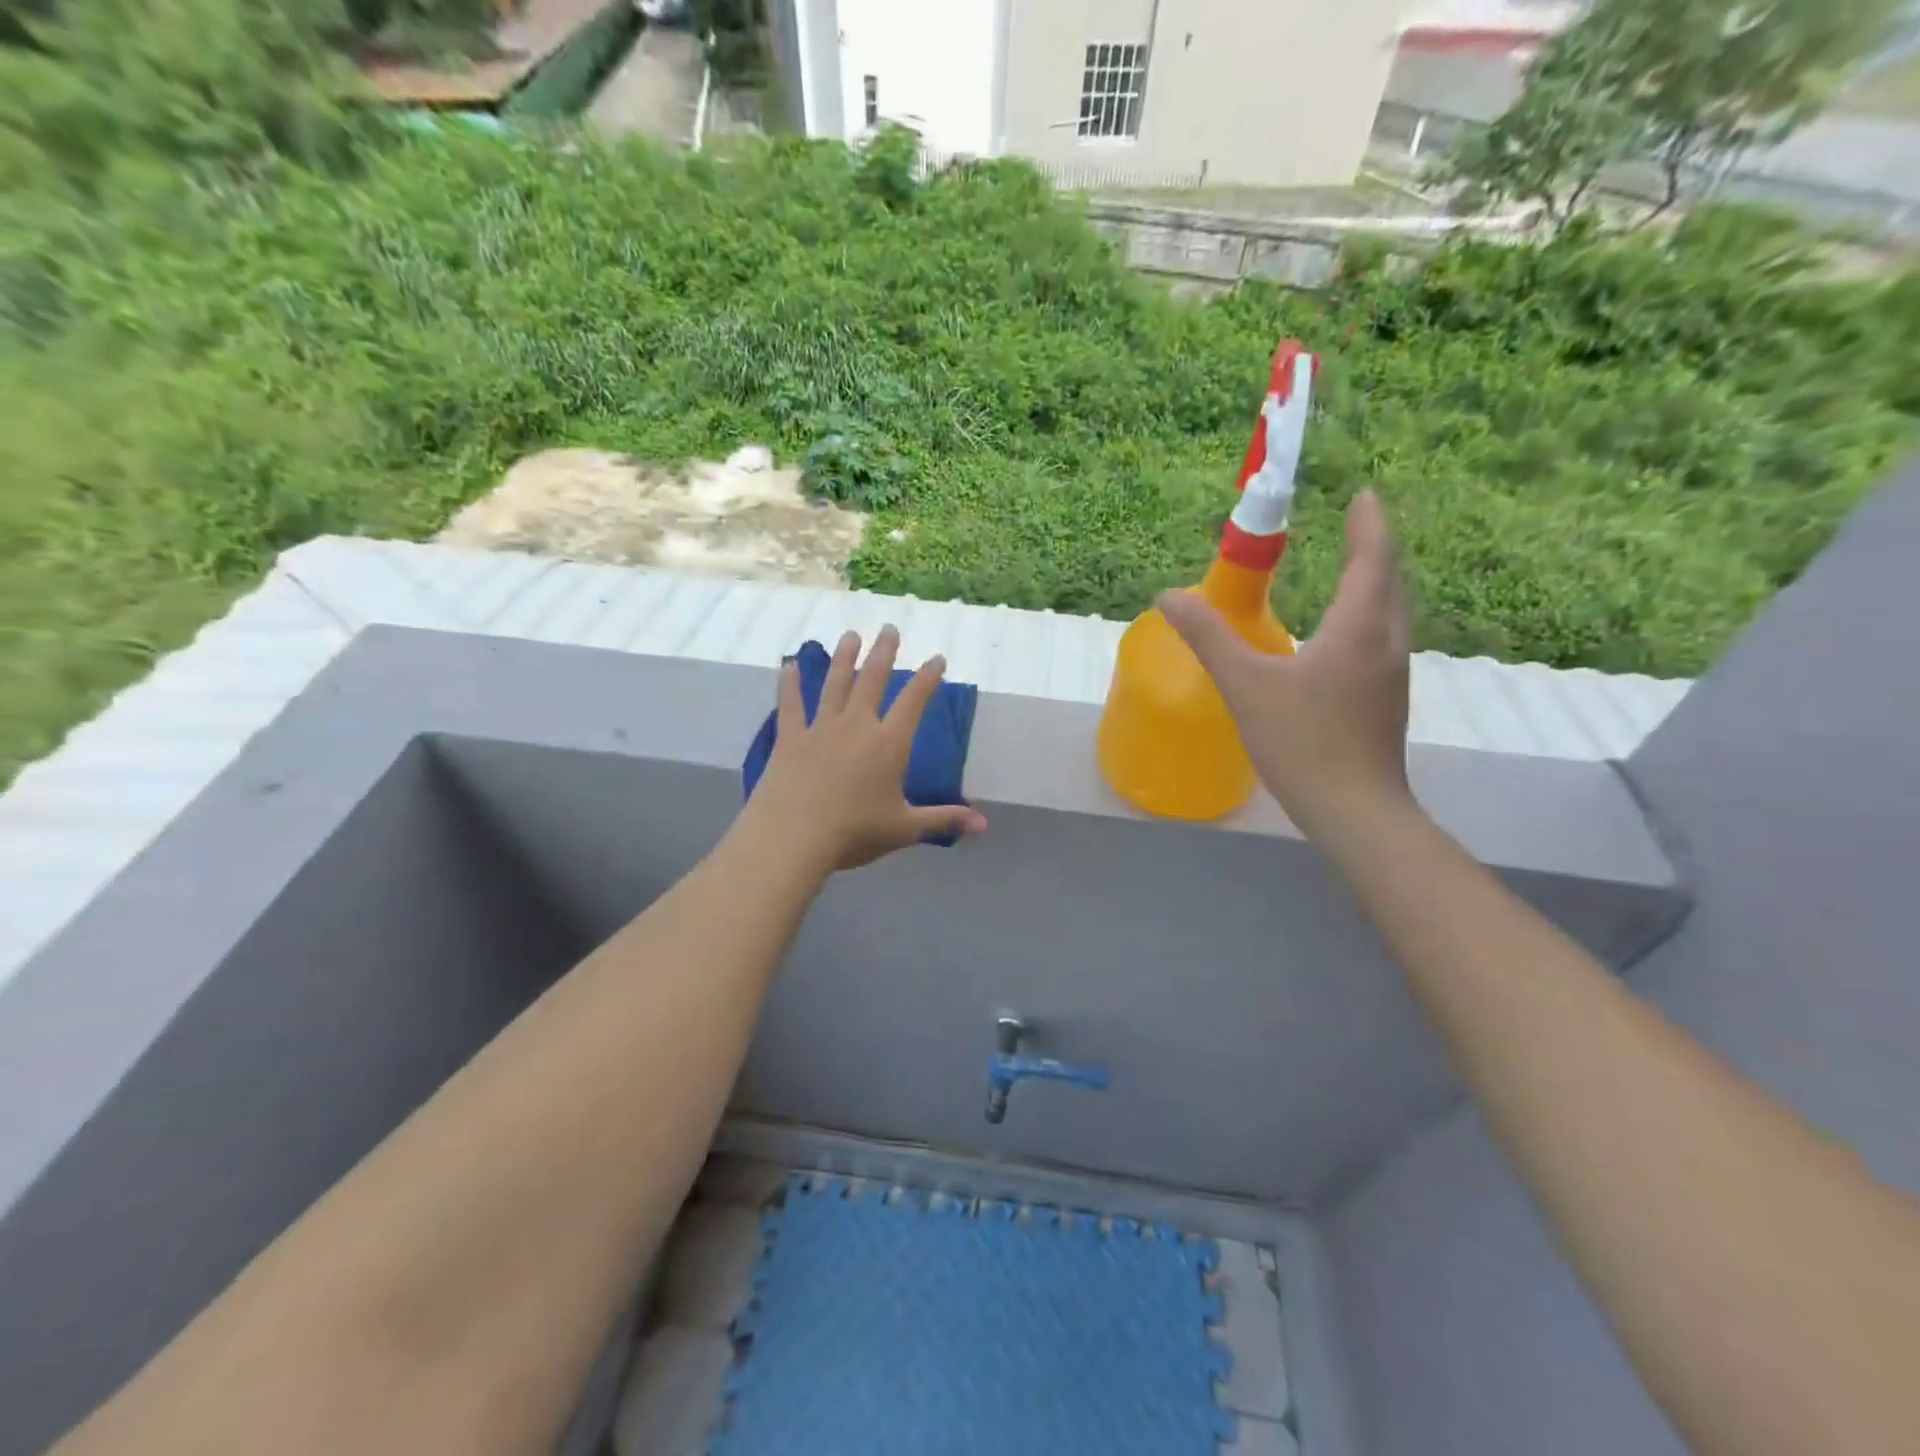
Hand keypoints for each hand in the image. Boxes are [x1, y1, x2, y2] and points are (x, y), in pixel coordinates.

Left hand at [740, 626, 987, 873]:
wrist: (793, 838)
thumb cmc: (854, 833)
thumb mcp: (905, 829)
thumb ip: (944, 819)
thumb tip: (983, 823)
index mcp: (889, 744)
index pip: (914, 702)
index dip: (928, 678)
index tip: (937, 659)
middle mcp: (857, 726)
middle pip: (872, 680)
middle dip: (883, 652)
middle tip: (889, 628)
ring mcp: (821, 729)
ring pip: (834, 684)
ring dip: (843, 658)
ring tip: (850, 635)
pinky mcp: (790, 739)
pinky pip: (790, 705)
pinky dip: (789, 684)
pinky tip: (788, 665)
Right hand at [1160, 490, 1415, 847]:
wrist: (1354, 811)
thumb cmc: (1302, 742)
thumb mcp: (1245, 686)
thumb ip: (1209, 637)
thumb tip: (1169, 596)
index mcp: (1358, 628)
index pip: (1372, 559)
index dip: (1368, 524)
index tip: (1362, 495)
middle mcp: (1386, 644)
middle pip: (1389, 582)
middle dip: (1373, 550)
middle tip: (1353, 529)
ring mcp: (1392, 676)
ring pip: (1390, 615)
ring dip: (1373, 586)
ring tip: (1348, 573)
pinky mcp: (1386, 702)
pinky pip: (1381, 641)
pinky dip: (1366, 619)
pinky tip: (1340, 639)